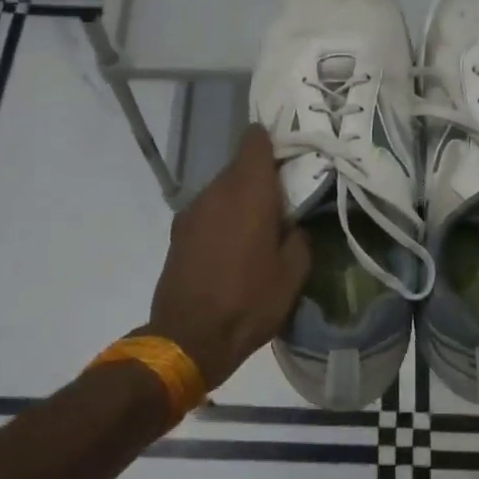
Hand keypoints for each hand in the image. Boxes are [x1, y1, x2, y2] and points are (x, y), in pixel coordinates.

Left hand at [141, 125, 310, 390]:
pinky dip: (223, 216)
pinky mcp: (179, 232)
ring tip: (261, 223)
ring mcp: (193, 211)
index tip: (290, 151)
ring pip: (222, 189)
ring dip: (241, 197)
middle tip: (285, 195)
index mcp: (249, 192)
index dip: (272, 139)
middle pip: (240, 166)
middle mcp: (217, 192)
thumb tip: (296, 225)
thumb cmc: (249, 303)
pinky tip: (234, 244)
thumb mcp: (292, 275)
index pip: (255, 141)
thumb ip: (300, 239)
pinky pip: (208, 210)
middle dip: (261, 175)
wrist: (188, 338)